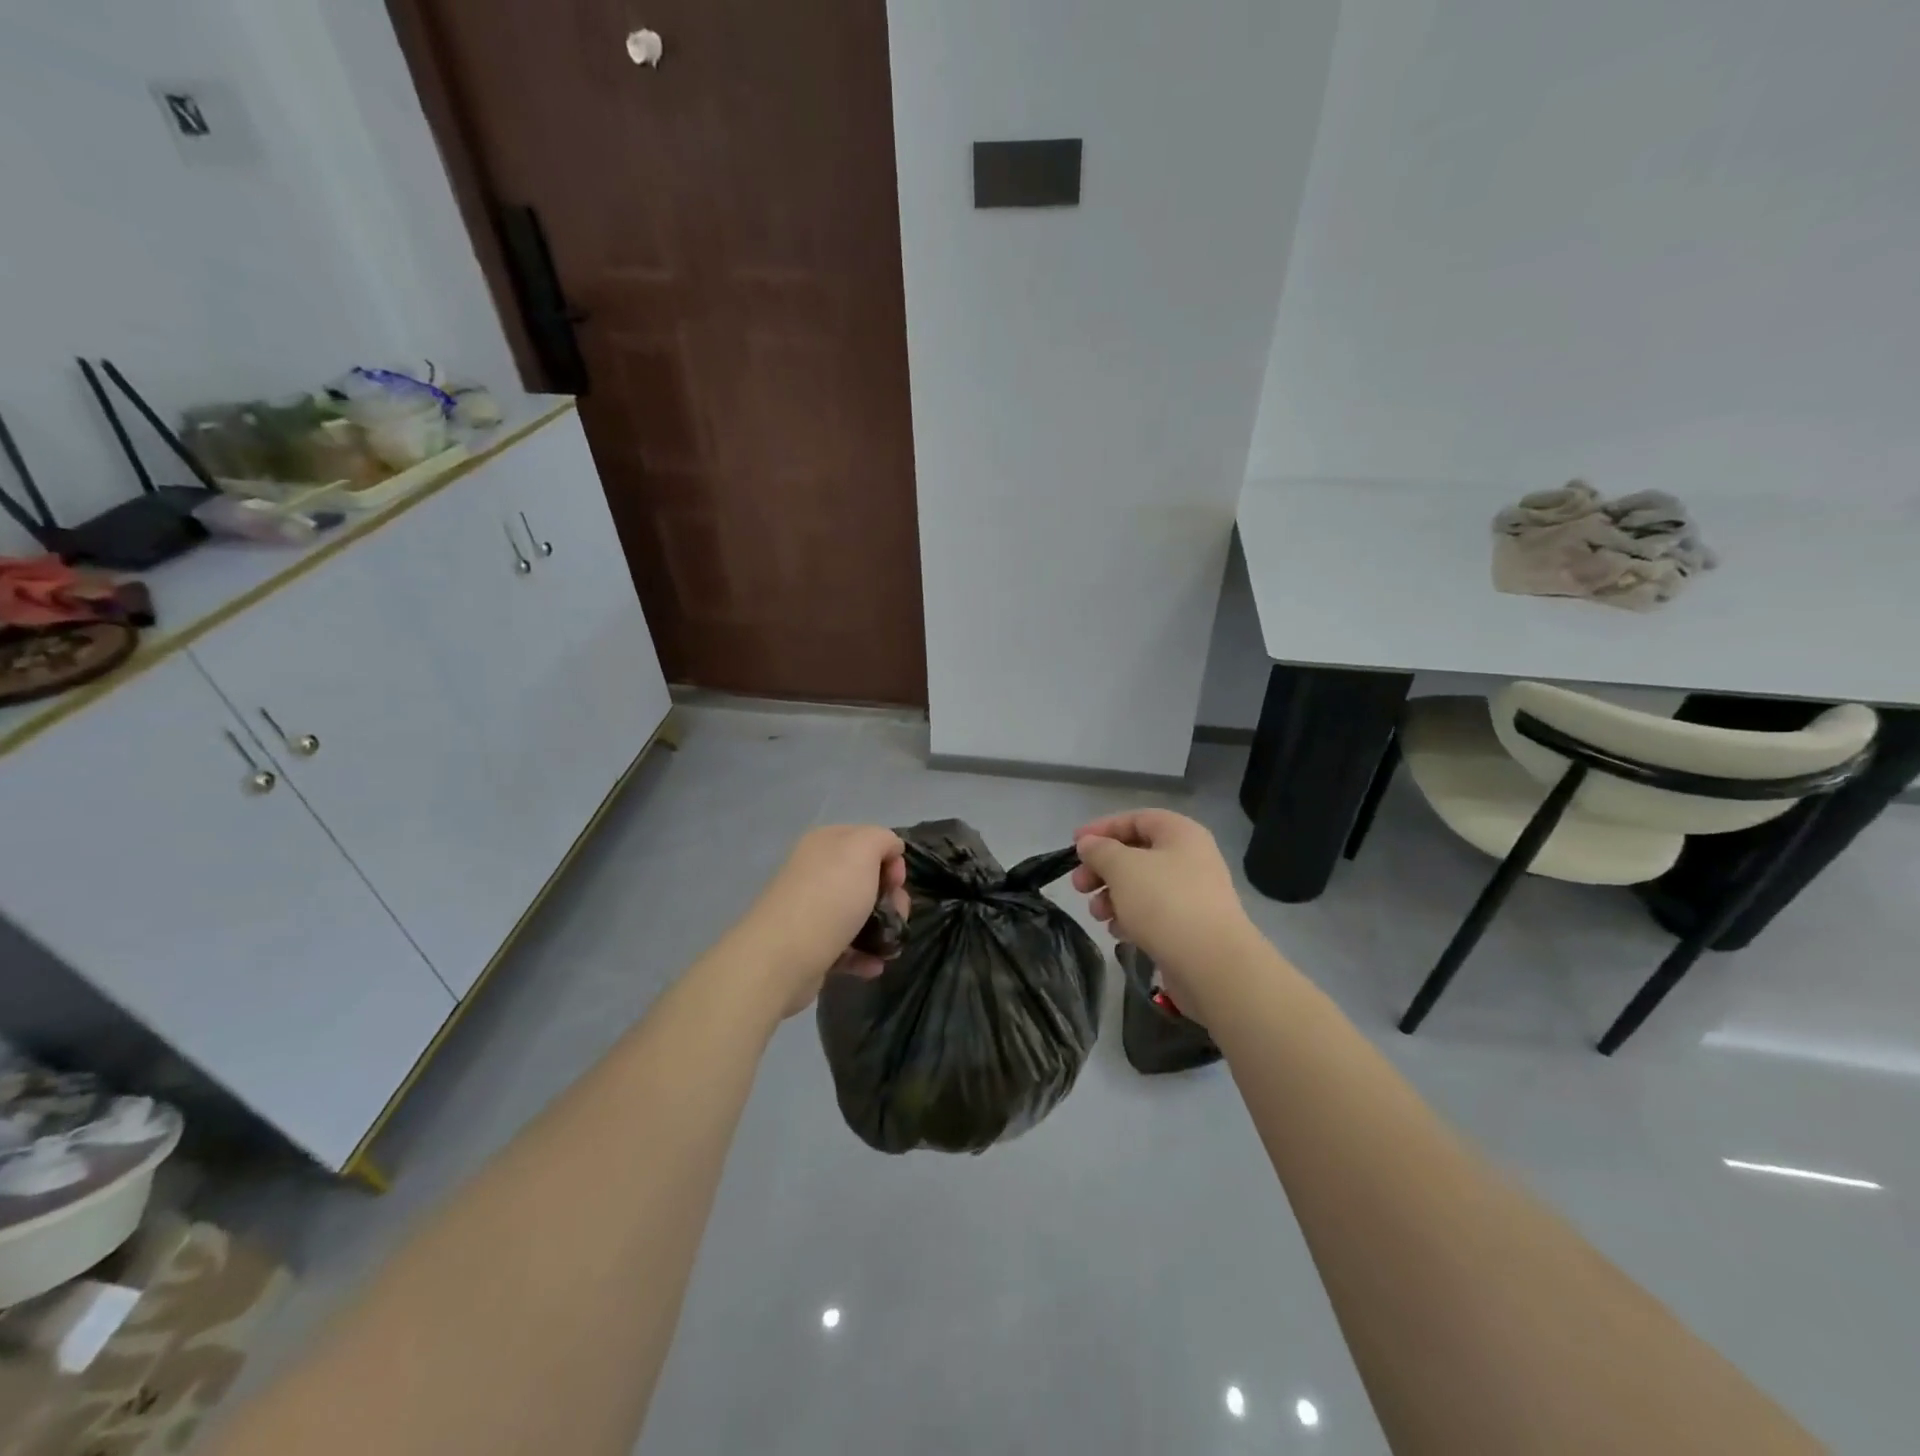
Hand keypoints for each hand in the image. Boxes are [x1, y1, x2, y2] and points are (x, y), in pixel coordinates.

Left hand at [735, 825, 909, 1016]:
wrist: (782, 957)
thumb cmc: (829, 897)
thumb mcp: (863, 850)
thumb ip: (882, 839)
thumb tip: (890, 850)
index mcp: (826, 843)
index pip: (869, 841)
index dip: (891, 859)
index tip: (897, 882)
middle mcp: (816, 871)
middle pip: (867, 879)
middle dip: (891, 898)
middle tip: (897, 915)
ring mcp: (812, 910)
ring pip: (859, 914)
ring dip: (882, 929)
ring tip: (889, 947)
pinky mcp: (811, 945)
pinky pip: (846, 946)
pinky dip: (864, 955)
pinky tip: (874, 965)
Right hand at [1072, 810, 1255, 1017]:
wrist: (1211, 964)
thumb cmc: (1164, 902)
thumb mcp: (1122, 867)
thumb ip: (1100, 850)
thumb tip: (1088, 844)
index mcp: (1180, 834)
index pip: (1136, 819)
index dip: (1102, 828)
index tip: (1074, 845)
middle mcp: (1190, 859)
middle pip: (1136, 854)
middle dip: (1103, 869)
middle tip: (1079, 886)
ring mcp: (1192, 894)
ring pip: (1141, 886)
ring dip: (1112, 896)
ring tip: (1097, 914)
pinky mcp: (1190, 926)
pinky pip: (1153, 913)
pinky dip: (1131, 917)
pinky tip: (1118, 932)